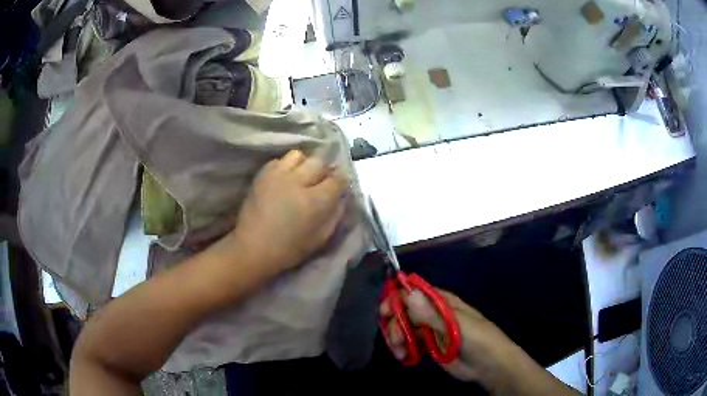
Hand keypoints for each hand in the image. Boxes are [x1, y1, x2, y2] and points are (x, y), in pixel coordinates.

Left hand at [228, 150, 348, 274]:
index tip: (340, 187)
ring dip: (304, 165)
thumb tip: (342, 197)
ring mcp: (278, 175)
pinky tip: (285, 180)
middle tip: (321, 182)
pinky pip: (280, 160)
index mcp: (315, 200)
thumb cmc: (290, 248)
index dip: (342, 182)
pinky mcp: (263, 174)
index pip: (338, 179)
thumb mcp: (321, 238)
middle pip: (320, 162)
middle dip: (324, 171)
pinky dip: (286, 167)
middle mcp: (298, 181)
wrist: (253, 247)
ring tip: (301, 177)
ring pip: (299, 155)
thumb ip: (336, 215)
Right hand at [381, 289, 520, 382]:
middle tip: (396, 341)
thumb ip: (431, 314)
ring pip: (404, 328)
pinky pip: (409, 342)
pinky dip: (402, 348)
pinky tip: (404, 357)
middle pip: (404, 311)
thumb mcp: (457, 326)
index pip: (414, 292)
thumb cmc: (479, 339)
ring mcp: (430, 329)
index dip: (397, 298)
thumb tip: (407, 292)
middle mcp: (433, 313)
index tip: (385, 312)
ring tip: (401, 353)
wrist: (489, 365)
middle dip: (395, 324)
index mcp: (442, 301)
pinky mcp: (429, 345)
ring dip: (397, 339)